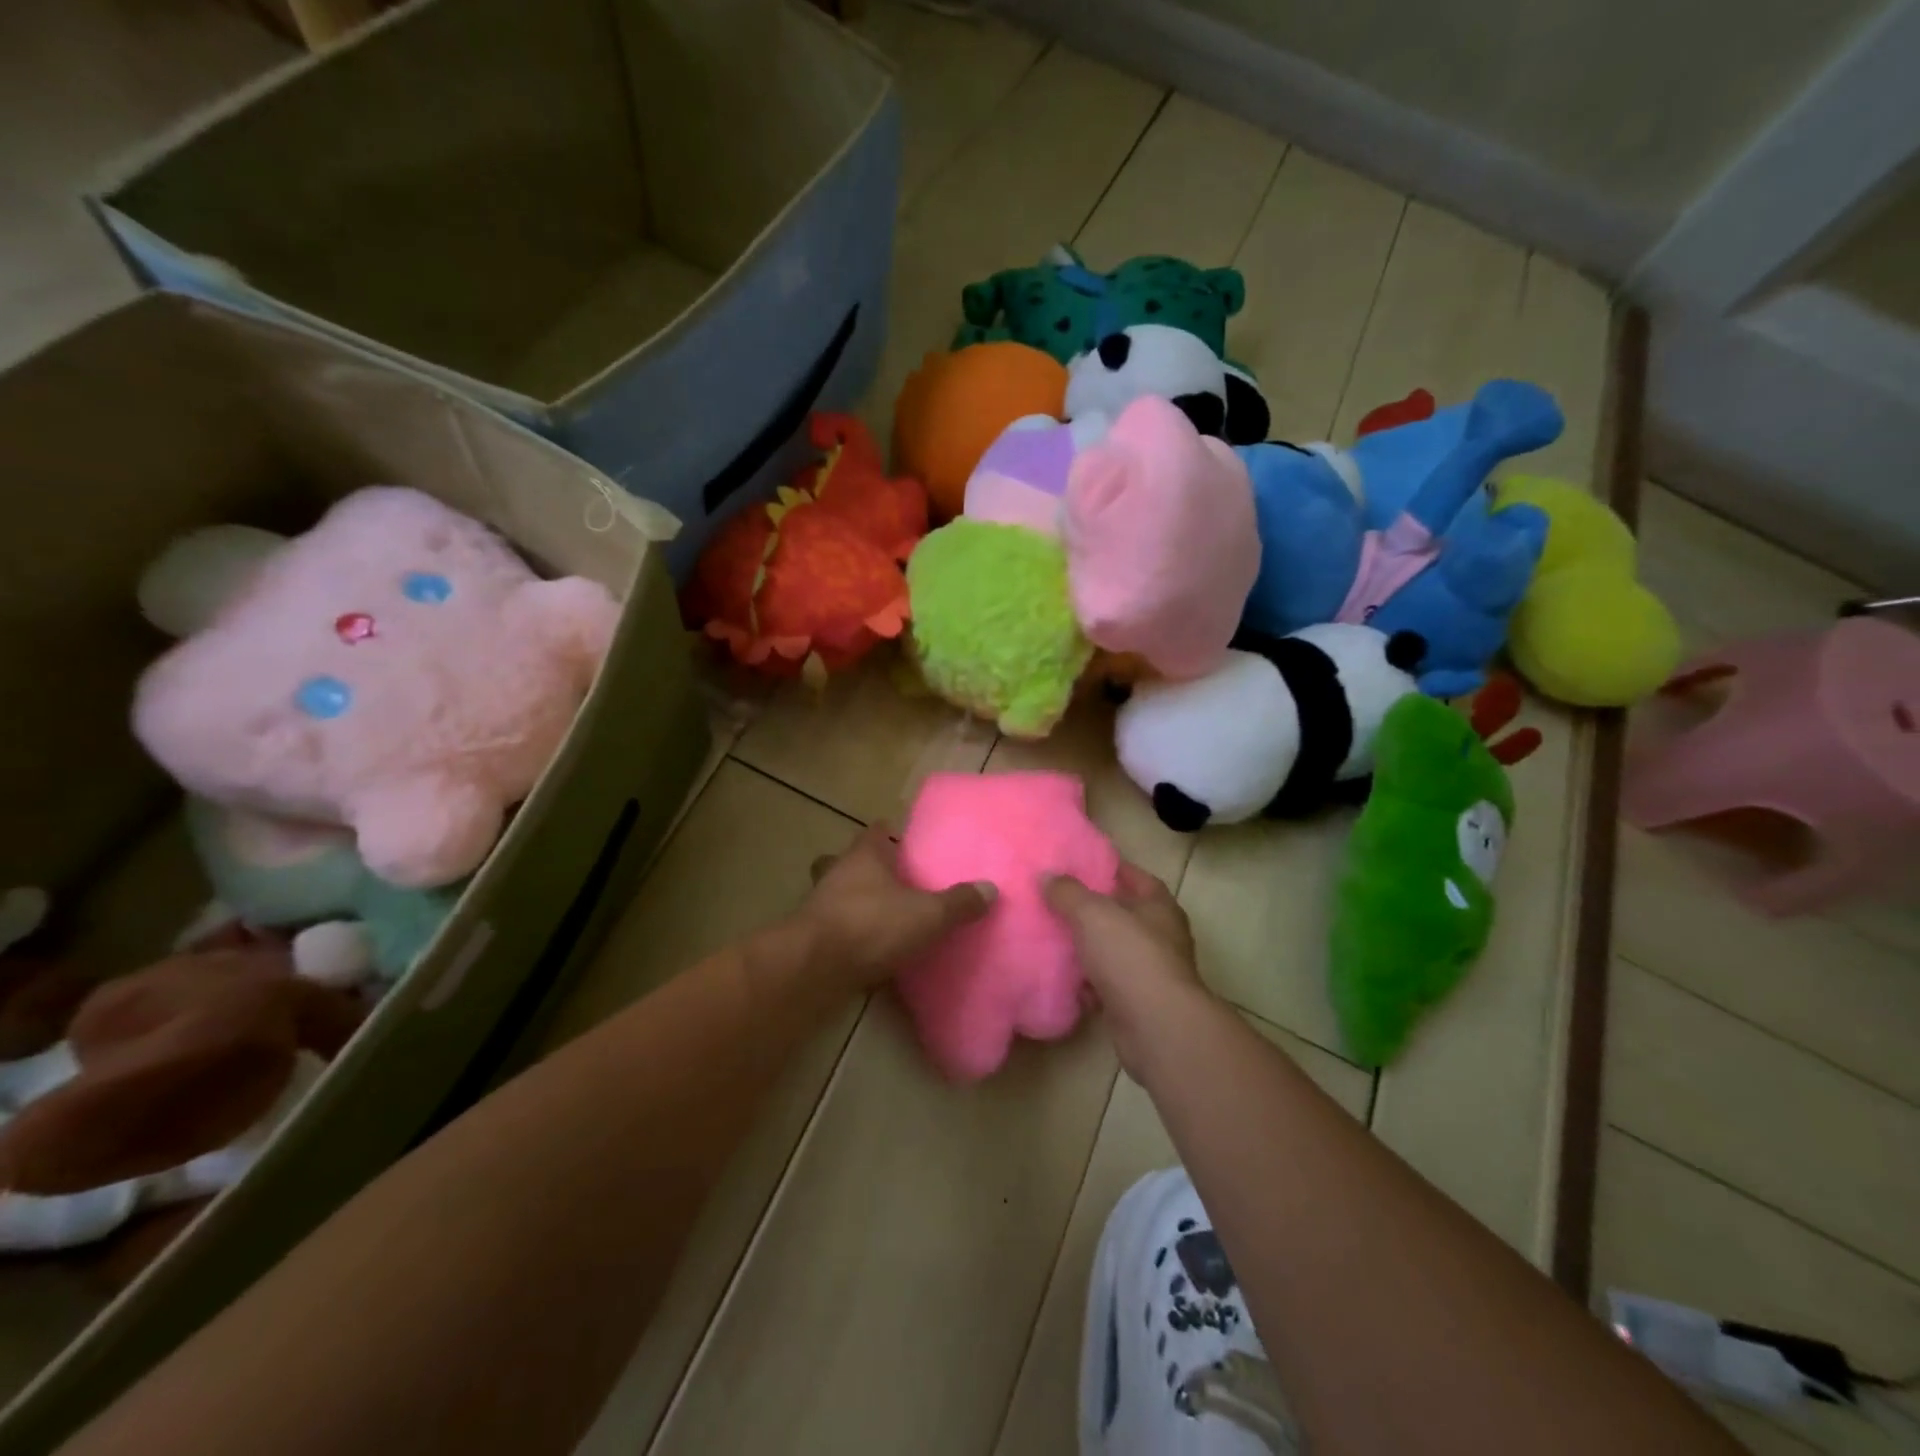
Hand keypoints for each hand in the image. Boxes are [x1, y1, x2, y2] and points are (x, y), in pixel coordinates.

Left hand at [797, 826, 994, 992]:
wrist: (814, 967)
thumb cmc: (872, 924)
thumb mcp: (927, 914)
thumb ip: (959, 902)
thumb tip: (991, 889)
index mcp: (864, 855)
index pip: (877, 830)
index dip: (892, 833)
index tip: (909, 844)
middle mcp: (838, 872)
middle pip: (852, 860)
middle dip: (870, 868)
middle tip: (896, 882)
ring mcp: (820, 904)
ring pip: (839, 893)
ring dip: (857, 902)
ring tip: (885, 918)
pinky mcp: (811, 937)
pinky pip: (835, 927)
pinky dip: (850, 934)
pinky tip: (870, 950)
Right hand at [1044, 862, 1210, 1077]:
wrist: (1156, 1027)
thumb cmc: (1130, 956)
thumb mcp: (1092, 914)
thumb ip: (1067, 892)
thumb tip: (1046, 875)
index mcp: (1159, 907)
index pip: (1137, 878)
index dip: (1111, 869)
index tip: (1081, 865)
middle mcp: (1161, 937)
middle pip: (1124, 916)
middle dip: (1094, 911)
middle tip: (1057, 901)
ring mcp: (1151, 973)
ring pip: (1113, 953)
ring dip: (1088, 949)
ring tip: (1053, 938)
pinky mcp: (1137, 1004)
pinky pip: (1107, 986)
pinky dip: (1087, 983)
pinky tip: (1062, 979)